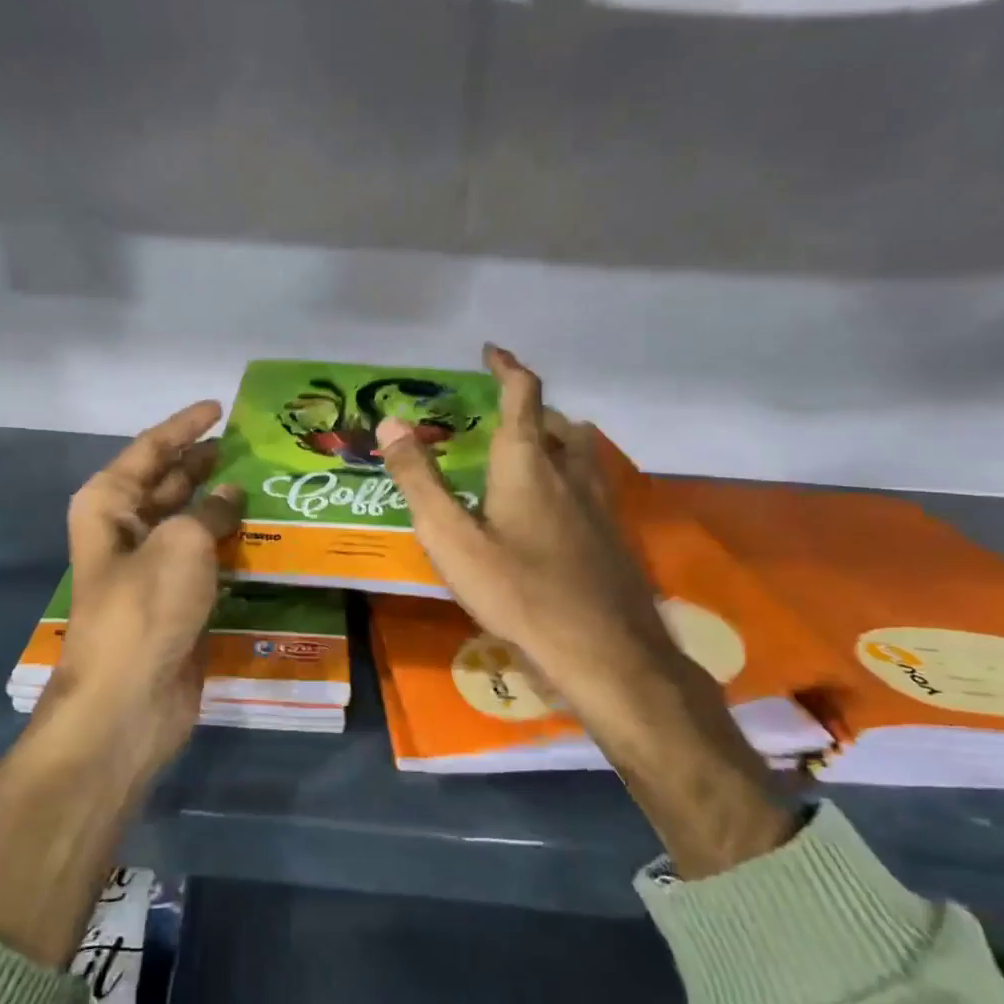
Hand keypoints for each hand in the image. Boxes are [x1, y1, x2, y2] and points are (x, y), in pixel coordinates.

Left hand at [0, 401, 240, 965]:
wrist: (130, 702)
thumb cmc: (146, 609)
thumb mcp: (182, 544)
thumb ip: (210, 510)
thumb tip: (231, 494)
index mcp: (110, 504)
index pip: (150, 449)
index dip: (185, 426)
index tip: (219, 406)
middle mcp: (126, 529)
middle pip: (169, 481)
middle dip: (205, 461)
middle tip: (251, 443)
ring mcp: (151, 566)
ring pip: (190, 519)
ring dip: (222, 501)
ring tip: (266, 479)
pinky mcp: (175, 598)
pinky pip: (206, 556)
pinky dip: (229, 541)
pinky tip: (264, 530)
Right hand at [375, 344, 693, 745]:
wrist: (604, 653)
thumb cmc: (518, 592)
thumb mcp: (451, 538)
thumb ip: (419, 480)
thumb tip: (390, 422)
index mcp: (527, 463)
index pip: (523, 394)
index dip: (507, 367)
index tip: (492, 350)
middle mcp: (568, 471)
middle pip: (556, 422)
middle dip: (529, 410)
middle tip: (499, 418)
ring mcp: (599, 504)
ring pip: (579, 453)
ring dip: (554, 440)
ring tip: (527, 456)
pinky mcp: (612, 536)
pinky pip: (590, 486)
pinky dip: (568, 478)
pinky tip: (553, 514)